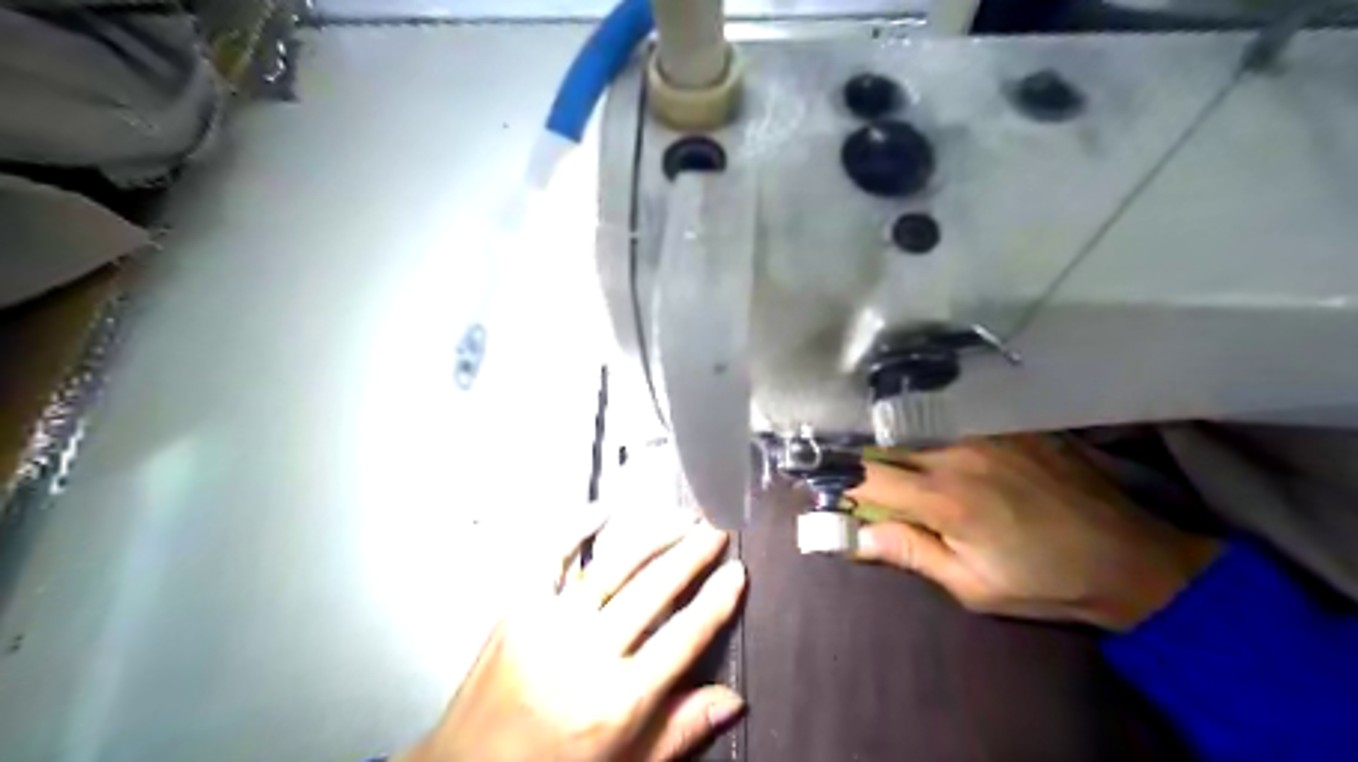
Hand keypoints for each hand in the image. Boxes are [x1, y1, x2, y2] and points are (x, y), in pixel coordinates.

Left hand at [398, 511, 746, 760]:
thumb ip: (680, 730)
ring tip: (680, 517)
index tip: (737, 571)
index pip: (683, 637)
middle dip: (691, 554)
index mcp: (618, 701)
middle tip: (715, 530)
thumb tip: (734, 699)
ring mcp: (548, 624)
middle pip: (653, 591)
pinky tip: (604, 507)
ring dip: (652, 535)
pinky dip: (577, 526)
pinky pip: (550, 556)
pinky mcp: (516, 608)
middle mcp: (586, 655)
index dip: (715, 600)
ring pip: (613, 566)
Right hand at [845, 434, 1220, 631]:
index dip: (836, 480)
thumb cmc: (1044, 583)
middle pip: (886, 447)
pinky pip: (956, 425)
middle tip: (852, 476)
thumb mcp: (972, 586)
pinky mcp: (1012, 427)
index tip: (817, 484)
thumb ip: (909, 553)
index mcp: (943, 498)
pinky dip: (936, 437)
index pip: (866, 476)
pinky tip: (944, 451)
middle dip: (863, 463)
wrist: (1130, 559)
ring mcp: (987, 434)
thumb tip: (854, 536)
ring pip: (919, 432)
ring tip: (895, 464)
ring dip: (899, 448)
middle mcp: (958, 454)